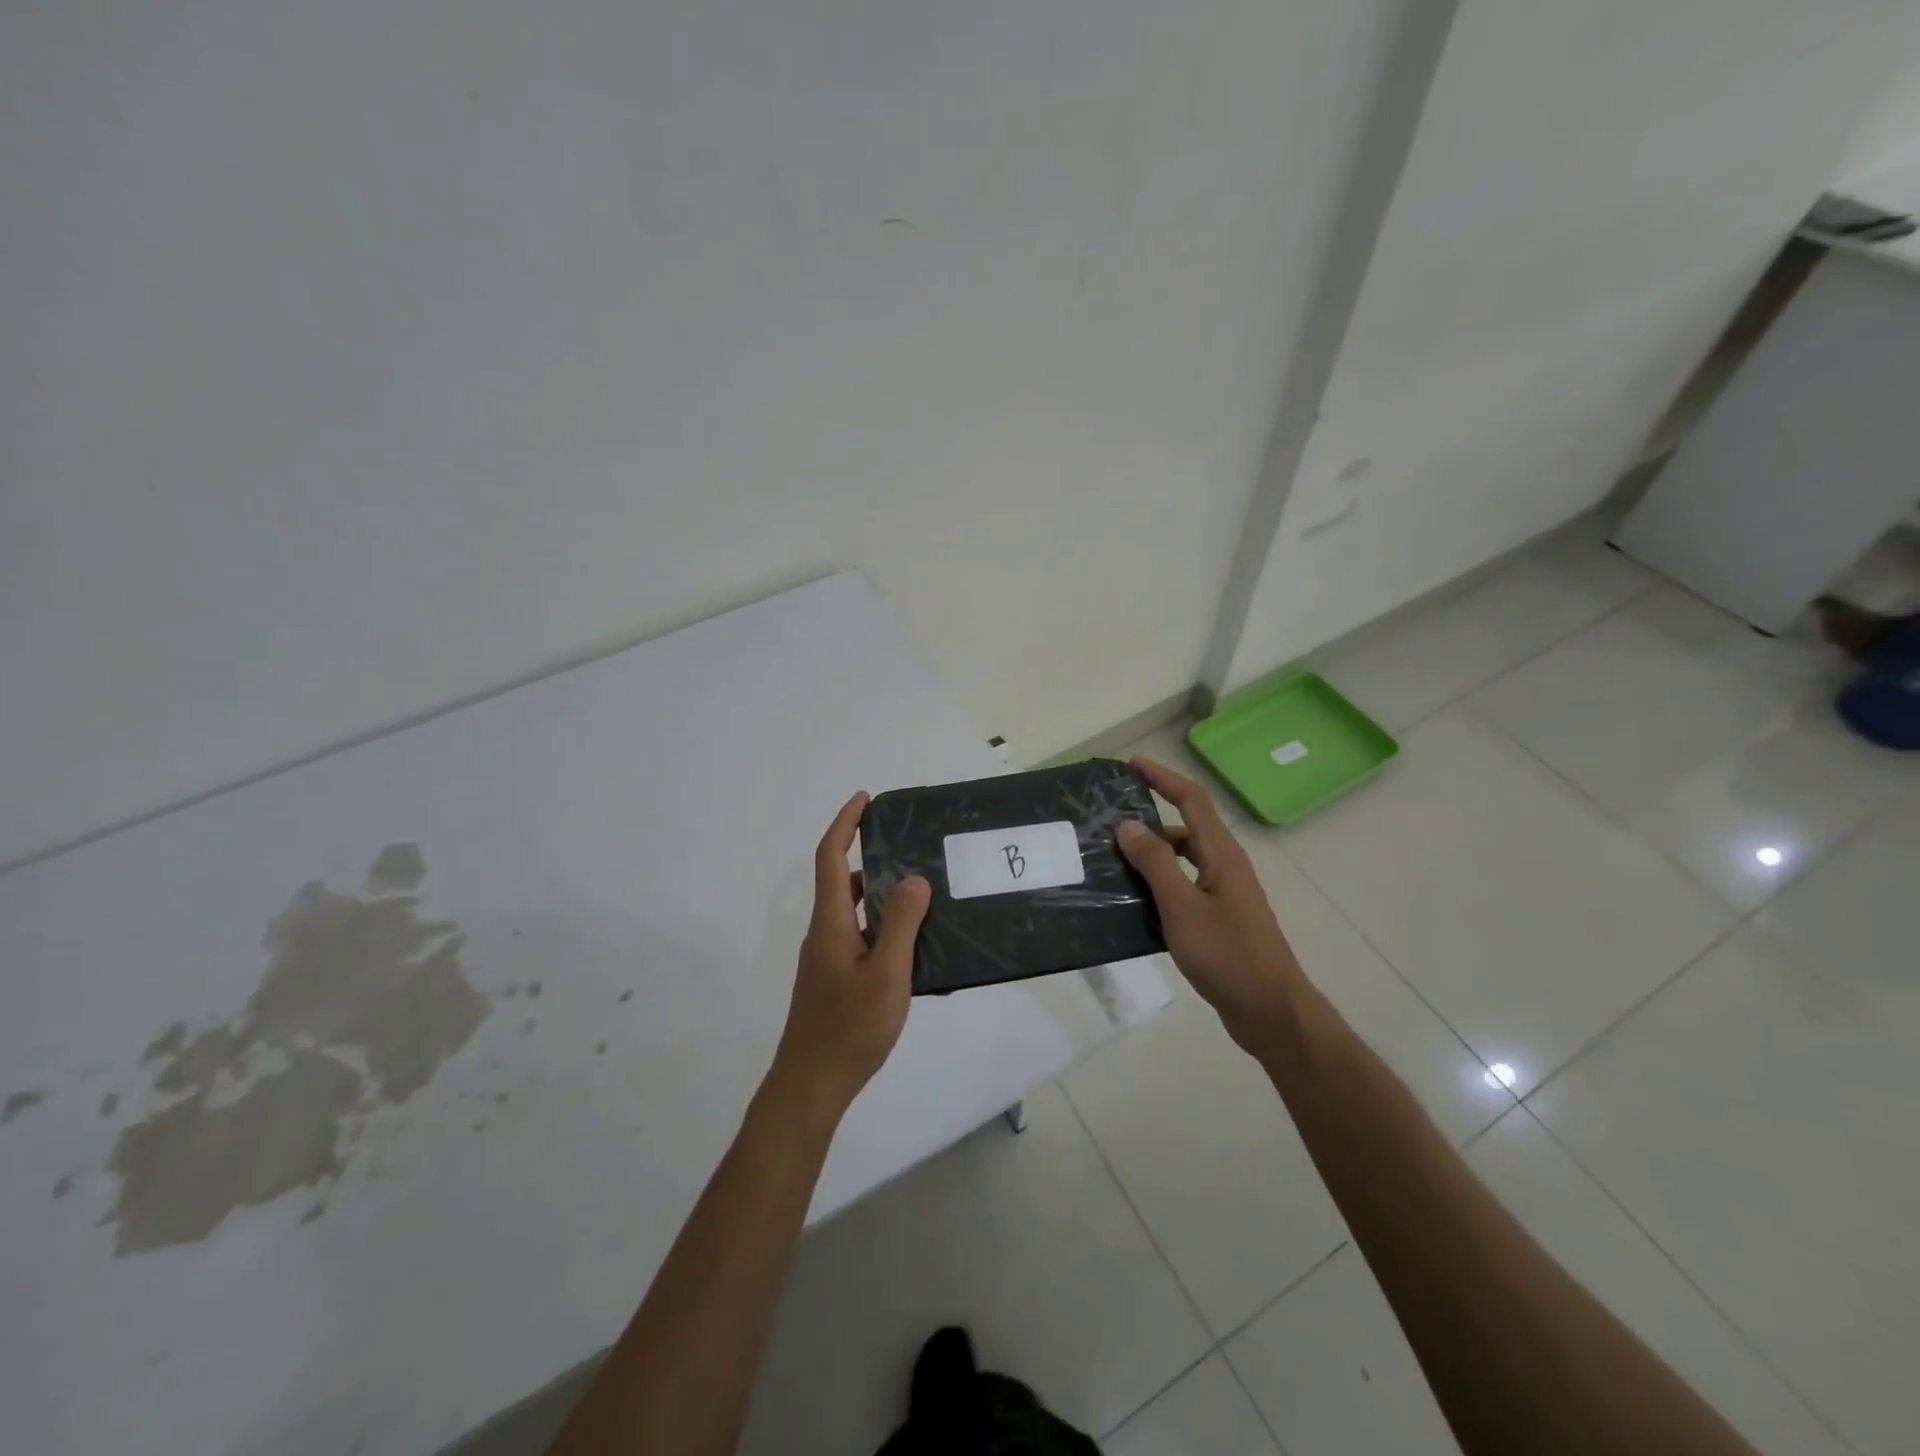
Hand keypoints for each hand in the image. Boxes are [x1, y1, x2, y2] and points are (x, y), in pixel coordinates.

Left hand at [770, 792, 931, 1117]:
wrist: (811, 1085)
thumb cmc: (850, 1028)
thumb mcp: (886, 973)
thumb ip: (901, 923)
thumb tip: (913, 878)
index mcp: (831, 922)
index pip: (829, 856)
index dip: (845, 823)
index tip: (866, 799)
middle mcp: (823, 933)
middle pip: (839, 880)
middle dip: (868, 855)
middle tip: (909, 848)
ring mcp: (826, 958)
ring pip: (851, 910)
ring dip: (878, 893)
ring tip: (920, 891)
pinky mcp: (833, 979)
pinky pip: (858, 935)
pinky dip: (880, 924)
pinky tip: (912, 942)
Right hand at [1117, 758, 1306, 1051]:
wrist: (1269, 1010)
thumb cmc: (1226, 954)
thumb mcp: (1181, 905)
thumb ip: (1155, 862)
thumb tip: (1128, 824)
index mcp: (1222, 854)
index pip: (1192, 799)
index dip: (1163, 777)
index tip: (1131, 765)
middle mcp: (1226, 866)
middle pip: (1186, 828)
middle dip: (1150, 819)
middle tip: (1110, 824)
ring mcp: (1225, 894)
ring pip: (1184, 861)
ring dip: (1153, 856)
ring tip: (1114, 863)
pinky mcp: (1220, 919)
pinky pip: (1184, 887)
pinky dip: (1160, 885)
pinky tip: (1135, 903)